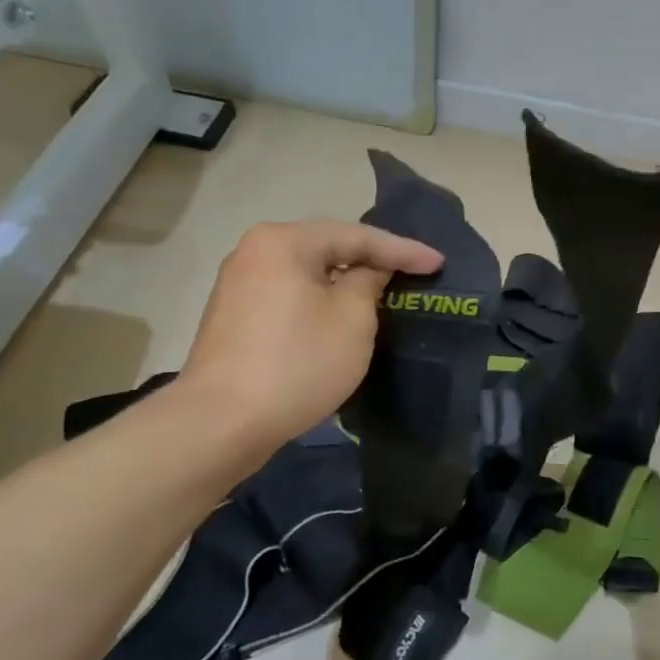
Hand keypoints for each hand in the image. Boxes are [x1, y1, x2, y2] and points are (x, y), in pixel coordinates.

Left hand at [179, 219, 442, 442]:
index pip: (357, 236)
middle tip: (412, 270)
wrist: (221, 422)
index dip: (403, 250)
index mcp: (284, 241)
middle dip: (371, 260)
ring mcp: (238, 284)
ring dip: (344, 281)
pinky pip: (289, 295)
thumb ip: (370, 282)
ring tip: (382, 289)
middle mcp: (255, 251)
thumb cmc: (298, 362)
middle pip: (327, 248)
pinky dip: (319, 300)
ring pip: (307, 273)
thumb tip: (369, 271)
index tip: (438, 263)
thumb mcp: (352, 319)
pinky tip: (340, 313)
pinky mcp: (234, 316)